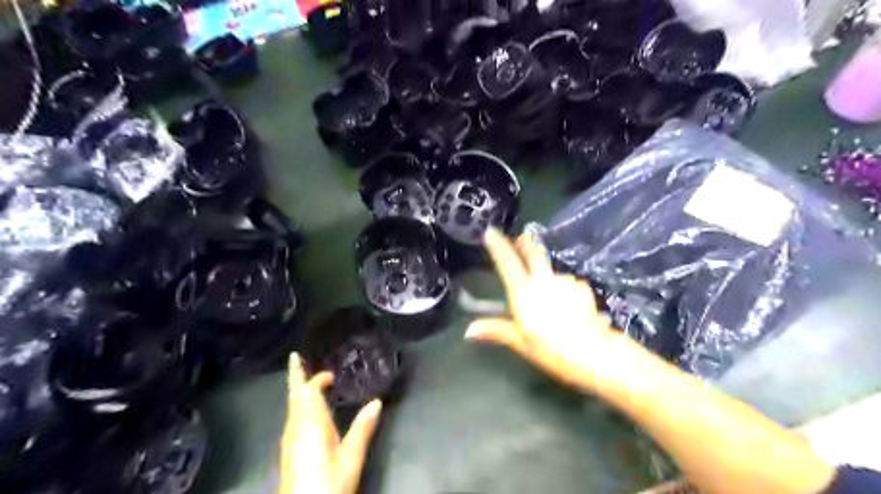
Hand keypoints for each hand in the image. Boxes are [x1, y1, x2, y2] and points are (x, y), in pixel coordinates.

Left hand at [278, 353, 382, 491]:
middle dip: (295, 376)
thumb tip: (377, 402)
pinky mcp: (288, 451)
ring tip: (304, 379)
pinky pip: (292, 418)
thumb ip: (362, 429)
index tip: (331, 373)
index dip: (318, 379)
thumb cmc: (328, 484)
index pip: (310, 392)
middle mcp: (295, 428)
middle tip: (294, 357)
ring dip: (297, 390)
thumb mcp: (350, 458)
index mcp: (310, 424)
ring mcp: (289, 440)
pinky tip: (306, 410)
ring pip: (291, 407)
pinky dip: (298, 405)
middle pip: (294, 395)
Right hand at [468, 228, 626, 393]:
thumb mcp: (521, 343)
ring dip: (547, 275)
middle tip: (522, 238)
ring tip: (549, 293)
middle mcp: (544, 280)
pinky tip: (568, 303)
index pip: (507, 262)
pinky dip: (564, 288)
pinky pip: (568, 283)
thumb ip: (496, 330)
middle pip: (534, 254)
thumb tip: (469, 331)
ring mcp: (566, 282)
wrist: (595, 353)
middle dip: (527, 244)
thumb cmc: (552, 350)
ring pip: (552, 271)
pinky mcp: (583, 288)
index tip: (490, 231)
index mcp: (524, 292)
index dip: (498, 245)